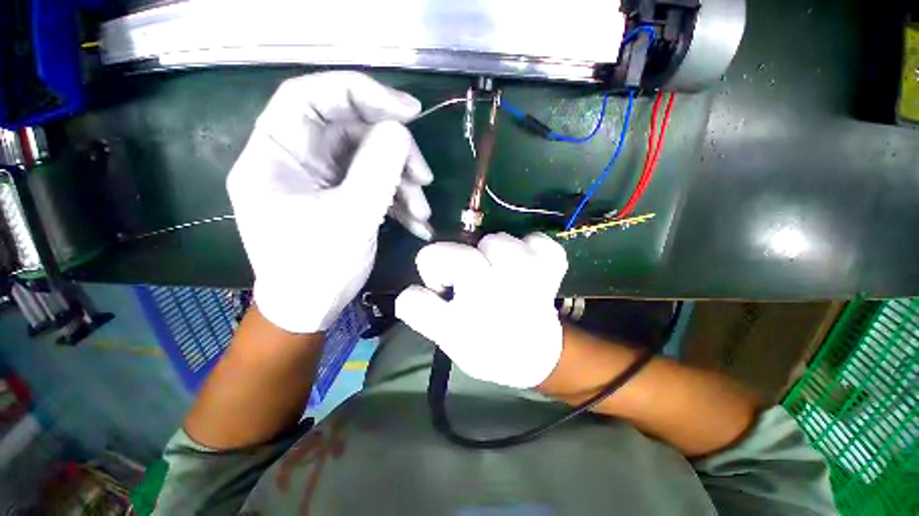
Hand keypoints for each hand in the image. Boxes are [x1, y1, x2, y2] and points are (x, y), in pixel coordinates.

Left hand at [228, 72, 432, 332]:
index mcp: (276, 155)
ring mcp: (323, 178)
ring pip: (370, 158)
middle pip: (351, 130)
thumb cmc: (317, 269)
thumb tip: (400, 131)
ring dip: (402, 181)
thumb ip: (376, 170)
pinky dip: (399, 199)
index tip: (409, 111)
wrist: (312, 308)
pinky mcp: (343, 195)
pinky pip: (375, 183)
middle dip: (395, 151)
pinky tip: (417, 222)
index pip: (311, 98)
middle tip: (424, 177)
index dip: (361, 93)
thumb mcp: (351, 218)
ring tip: (422, 211)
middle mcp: (297, 159)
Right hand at [395, 233, 567, 388]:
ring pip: (498, 240)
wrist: (534, 357)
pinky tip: (526, 266)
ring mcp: (533, 271)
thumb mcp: (448, 337)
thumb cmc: (487, 348)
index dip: (431, 272)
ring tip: (496, 275)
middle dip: (456, 264)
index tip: (442, 289)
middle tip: (469, 284)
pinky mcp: (552, 265)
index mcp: (471, 305)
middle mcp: (501, 284)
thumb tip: (409, 290)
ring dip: (491, 255)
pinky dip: (531, 248)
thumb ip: (422, 313)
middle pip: (463, 252)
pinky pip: (540, 241)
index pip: (429, 267)